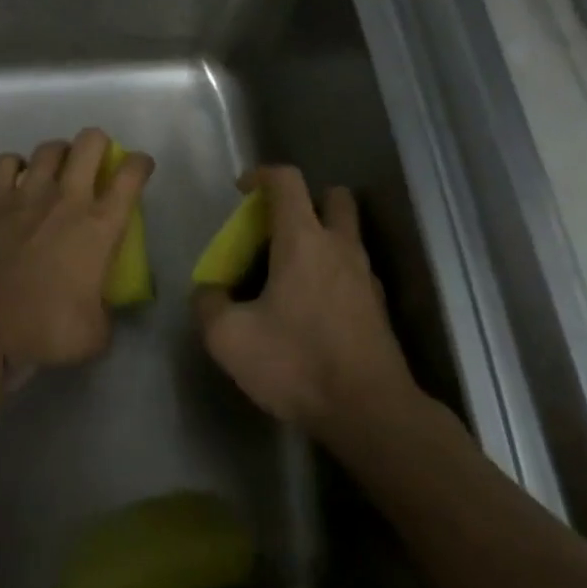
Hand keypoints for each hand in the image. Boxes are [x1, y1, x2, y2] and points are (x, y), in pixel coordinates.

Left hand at [0, 128, 152, 369]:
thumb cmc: (43, 328)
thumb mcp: (94, 335)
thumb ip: (106, 315)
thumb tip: (105, 311)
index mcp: (100, 226)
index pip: (131, 175)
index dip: (140, 164)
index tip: (140, 169)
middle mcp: (67, 199)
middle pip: (90, 142)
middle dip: (100, 145)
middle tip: (97, 165)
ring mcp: (27, 194)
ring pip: (50, 147)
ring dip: (60, 154)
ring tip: (59, 170)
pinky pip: (6, 162)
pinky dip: (15, 165)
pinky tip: (17, 180)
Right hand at [194, 166, 417, 436]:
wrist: (370, 412)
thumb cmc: (297, 363)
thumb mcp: (229, 338)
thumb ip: (209, 305)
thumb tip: (210, 292)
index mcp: (303, 240)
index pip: (287, 181)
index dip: (261, 175)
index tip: (242, 190)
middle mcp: (339, 246)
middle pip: (332, 196)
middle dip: (304, 201)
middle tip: (275, 229)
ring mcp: (365, 275)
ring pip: (346, 233)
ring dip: (320, 236)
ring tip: (288, 273)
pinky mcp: (377, 306)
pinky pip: (352, 269)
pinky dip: (332, 272)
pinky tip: (310, 307)